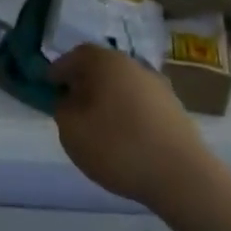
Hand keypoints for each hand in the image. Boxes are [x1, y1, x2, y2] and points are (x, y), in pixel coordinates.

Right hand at [51, 45, 211, 209]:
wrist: (181, 176)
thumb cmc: (117, 146)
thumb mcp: (71, 130)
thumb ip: (63, 109)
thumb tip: (70, 100)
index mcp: (106, 62)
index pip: (76, 55)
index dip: (59, 69)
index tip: (48, 85)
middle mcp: (134, 65)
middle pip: (102, 67)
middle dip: (84, 82)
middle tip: (71, 103)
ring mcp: (158, 86)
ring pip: (122, 85)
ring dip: (107, 98)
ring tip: (96, 124)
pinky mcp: (175, 110)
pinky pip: (140, 103)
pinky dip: (127, 113)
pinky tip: (123, 136)